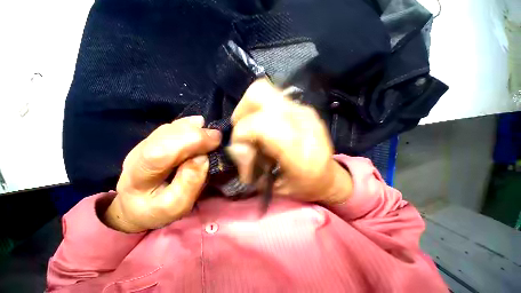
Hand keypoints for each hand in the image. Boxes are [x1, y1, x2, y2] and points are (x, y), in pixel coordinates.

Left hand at [104, 116, 221, 232]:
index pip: (160, 153)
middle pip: (166, 134)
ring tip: (209, 136)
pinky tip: (199, 127)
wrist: (137, 202)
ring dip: (194, 129)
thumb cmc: (158, 208)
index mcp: (140, 177)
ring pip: (171, 128)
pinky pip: (173, 126)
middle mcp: (138, 154)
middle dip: (196, 133)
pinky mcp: (154, 139)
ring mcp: (145, 143)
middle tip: (216, 137)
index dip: (191, 142)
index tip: (215, 140)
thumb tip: (203, 157)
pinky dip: (189, 125)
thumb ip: (190, 182)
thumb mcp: (177, 205)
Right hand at [228, 78, 351, 204]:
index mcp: (299, 150)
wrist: (329, 175)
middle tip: (244, 133)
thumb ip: (250, 164)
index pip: (259, 125)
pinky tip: (265, 128)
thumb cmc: (303, 185)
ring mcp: (304, 110)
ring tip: (253, 130)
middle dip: (242, 113)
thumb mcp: (273, 185)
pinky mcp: (303, 107)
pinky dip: (260, 110)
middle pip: (259, 94)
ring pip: (264, 90)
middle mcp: (302, 122)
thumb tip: (237, 147)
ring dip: (250, 110)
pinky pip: (273, 98)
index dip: (241, 136)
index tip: (243, 153)